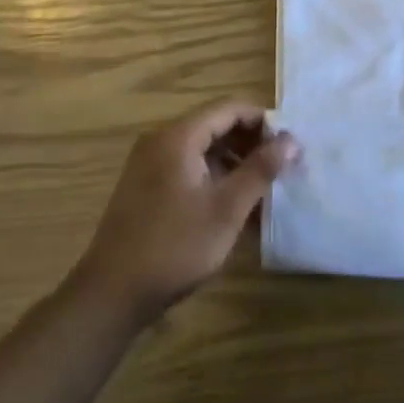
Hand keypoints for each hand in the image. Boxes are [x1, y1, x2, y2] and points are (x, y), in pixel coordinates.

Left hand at [74, 100, 298, 321]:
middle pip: (216, 125)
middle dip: (251, 143)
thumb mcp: (226, 209)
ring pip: (203, 149)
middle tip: (282, 168)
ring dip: (235, 163)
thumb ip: (260, 169)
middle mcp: (161, 141)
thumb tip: (291, 139)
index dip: (264, 121)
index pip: (230, 108)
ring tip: (264, 190)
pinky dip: (215, 178)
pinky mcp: (147, 187)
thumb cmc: (175, 247)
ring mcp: (150, 164)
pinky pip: (189, 168)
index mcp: (178, 137)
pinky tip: (235, 206)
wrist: (112, 294)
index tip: (290, 145)